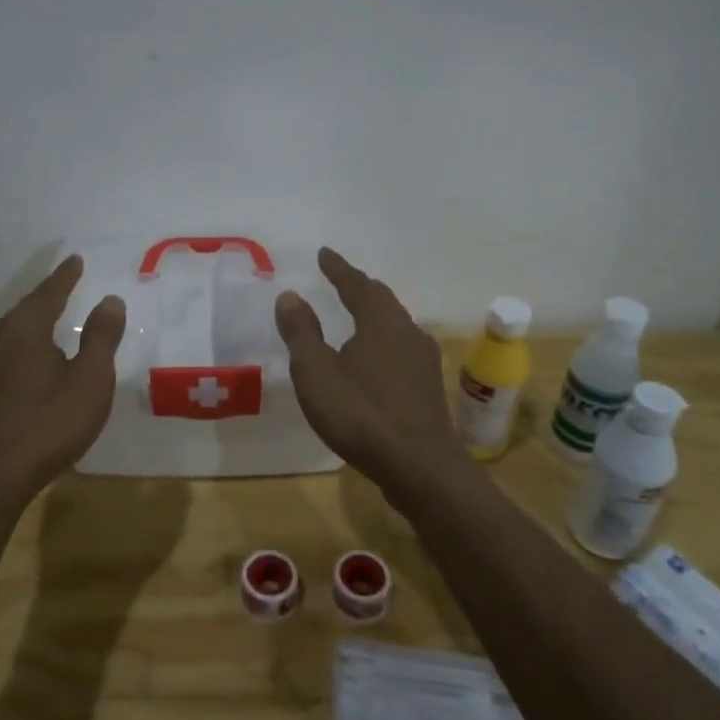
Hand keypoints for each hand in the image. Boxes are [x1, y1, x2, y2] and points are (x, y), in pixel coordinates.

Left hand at [0, 255, 125, 494]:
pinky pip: (1, 357)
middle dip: (46, 298)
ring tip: (46, 323)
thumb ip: (101, 338)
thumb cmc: (48, 425)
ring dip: (30, 325)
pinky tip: (22, 363)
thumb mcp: (90, 381)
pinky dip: (18, 350)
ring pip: (9, 335)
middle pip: (25, 310)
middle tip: (64, 287)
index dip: (65, 277)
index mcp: (25, 330)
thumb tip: (109, 299)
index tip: (75, 260)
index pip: (49, 293)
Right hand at [274, 247, 463, 479]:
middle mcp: (408, 333)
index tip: (324, 253)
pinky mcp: (428, 388)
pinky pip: (402, 350)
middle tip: (341, 280)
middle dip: (360, 288)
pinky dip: (384, 342)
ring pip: (397, 325)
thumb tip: (290, 295)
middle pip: (383, 301)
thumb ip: (301, 332)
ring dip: (376, 314)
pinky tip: (378, 360)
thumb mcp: (316, 372)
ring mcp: (424, 361)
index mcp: (381, 322)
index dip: (338, 269)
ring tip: (358, 315)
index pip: (357, 285)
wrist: (420, 466)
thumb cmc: (361, 414)